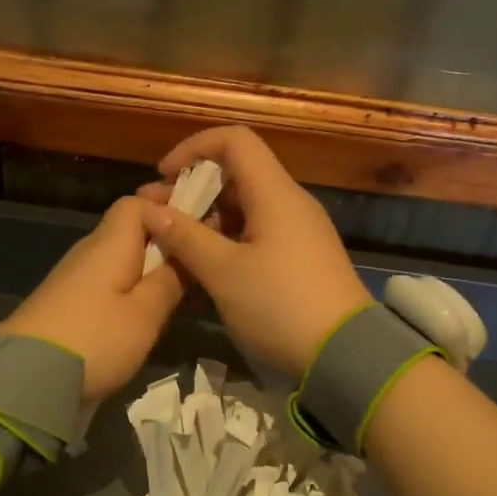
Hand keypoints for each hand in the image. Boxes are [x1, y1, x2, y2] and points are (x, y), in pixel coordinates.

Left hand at [0, 196, 184, 402]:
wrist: (26, 380)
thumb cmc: (94, 339)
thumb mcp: (145, 314)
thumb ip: (170, 280)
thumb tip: (187, 251)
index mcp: (111, 242)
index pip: (138, 203)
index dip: (168, 207)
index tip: (201, 224)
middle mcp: (90, 251)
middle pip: (130, 230)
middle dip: (164, 239)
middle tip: (199, 260)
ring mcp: (75, 278)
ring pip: (121, 258)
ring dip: (150, 267)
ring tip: (182, 289)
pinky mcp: (68, 304)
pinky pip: (108, 282)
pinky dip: (131, 288)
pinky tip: (147, 312)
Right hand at [136, 126, 370, 376]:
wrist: (346, 355)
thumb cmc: (280, 306)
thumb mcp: (224, 273)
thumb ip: (185, 237)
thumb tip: (150, 210)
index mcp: (275, 193)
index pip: (234, 140)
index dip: (194, 148)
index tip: (164, 176)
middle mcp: (290, 202)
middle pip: (238, 173)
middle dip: (194, 188)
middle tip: (158, 217)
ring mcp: (300, 230)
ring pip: (246, 205)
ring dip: (208, 217)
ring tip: (174, 244)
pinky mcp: (302, 256)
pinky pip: (259, 230)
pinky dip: (228, 237)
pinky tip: (205, 265)